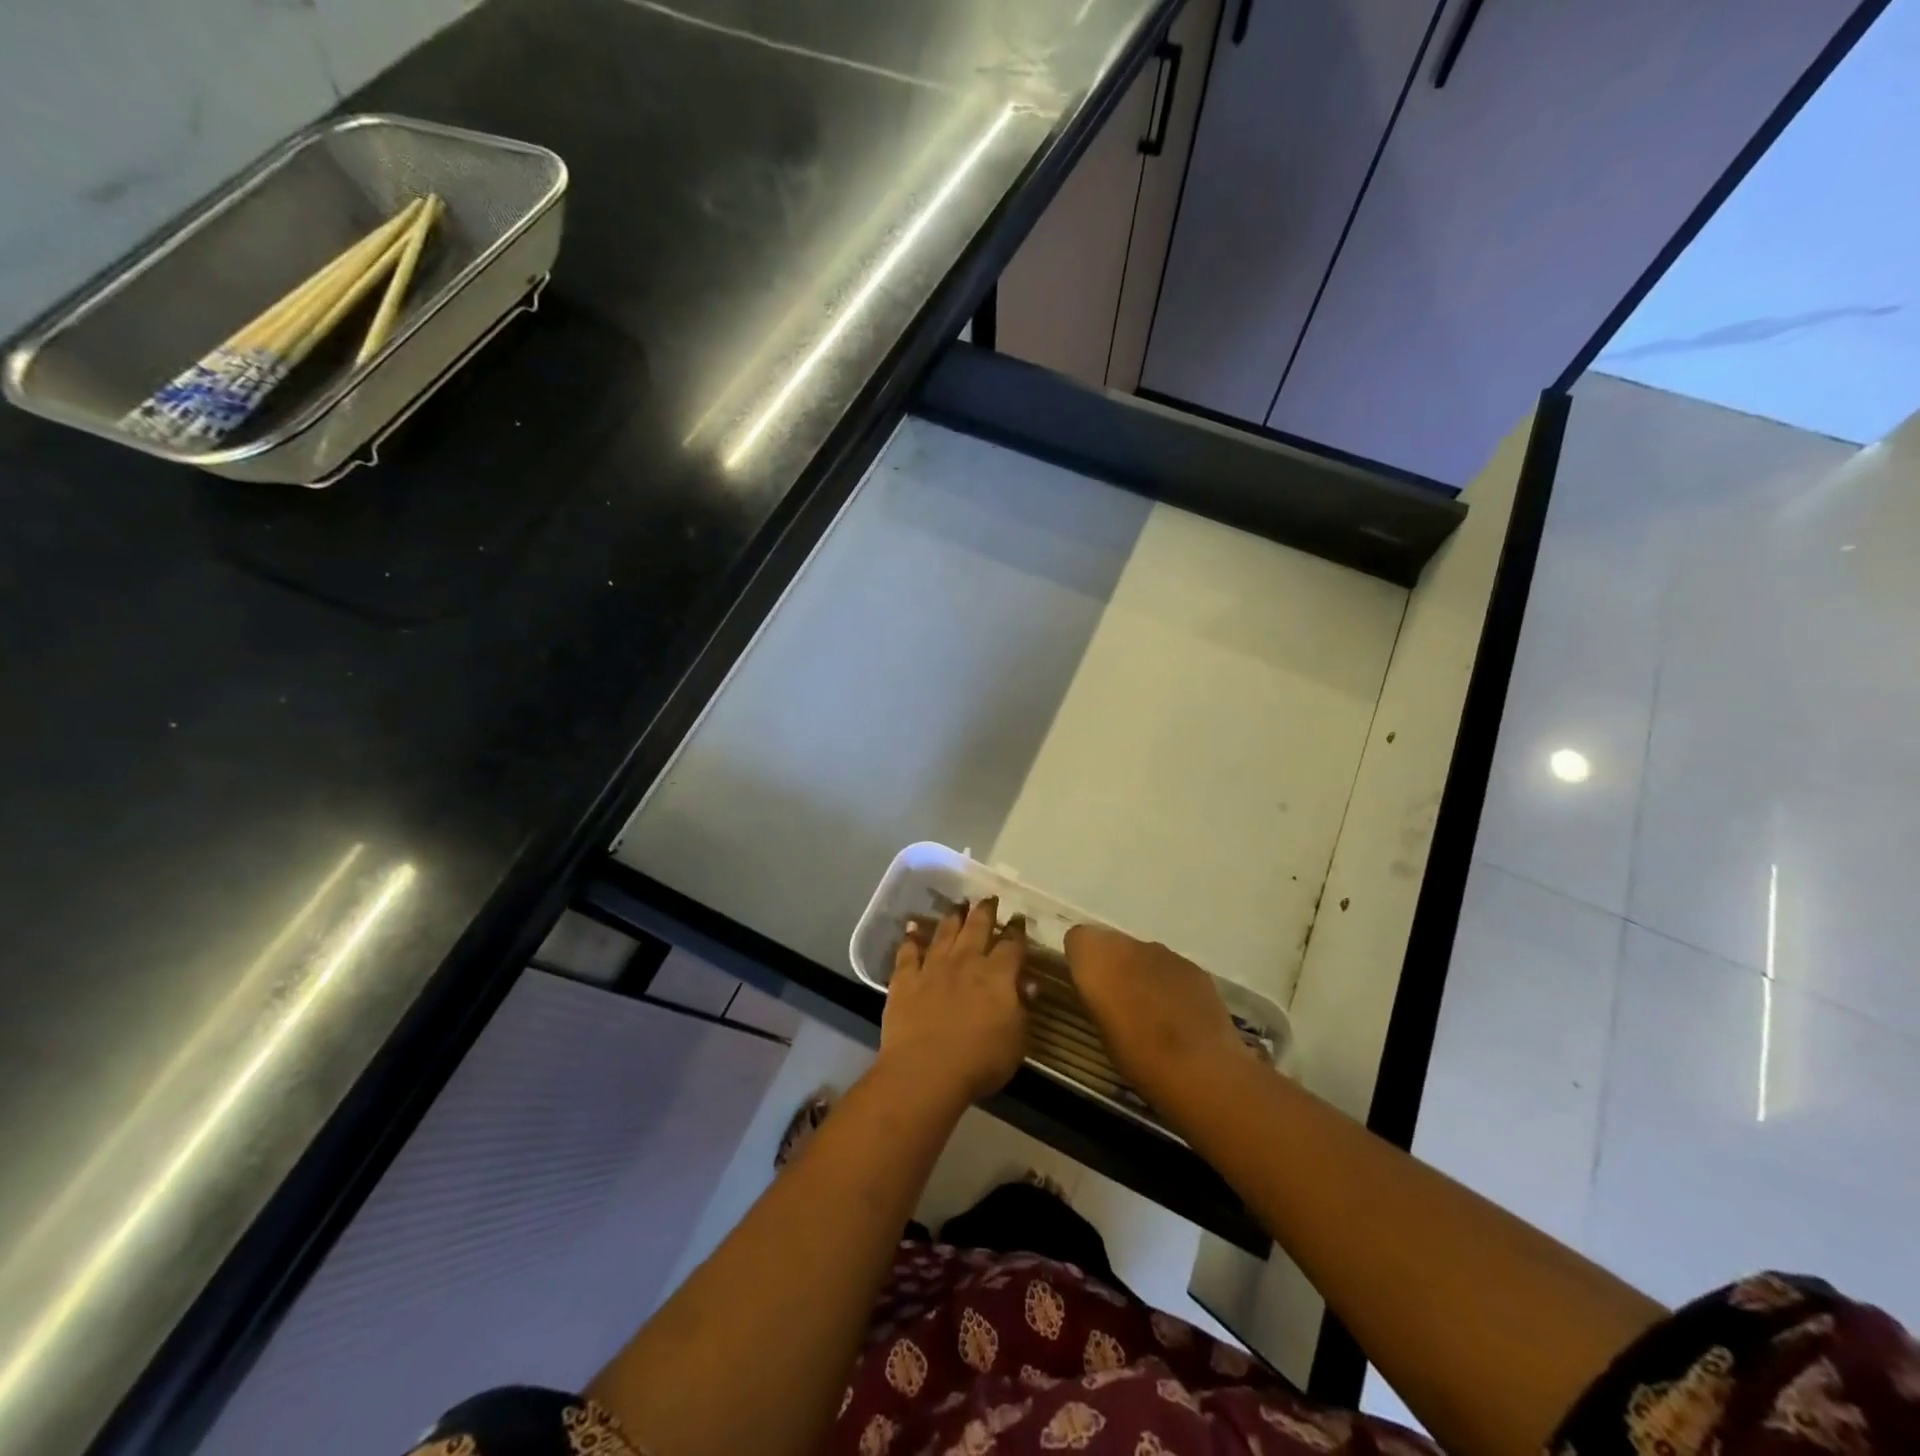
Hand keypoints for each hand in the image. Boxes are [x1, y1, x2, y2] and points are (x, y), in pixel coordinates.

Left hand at [881, 898, 1030, 1105]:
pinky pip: (908, 952)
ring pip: (945, 933)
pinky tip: (912, 928)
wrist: (925, 1070)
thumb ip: (1023, 1008)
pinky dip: (911, 938)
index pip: (1011, 945)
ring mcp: (933, 967)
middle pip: (977, 927)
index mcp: (997, 975)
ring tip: (958, 905)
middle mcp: (965, 961)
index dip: (1017, 931)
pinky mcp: (905, 979)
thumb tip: (1030, 984)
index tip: (1018, 919)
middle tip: (989, 898)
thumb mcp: (1017, 1040)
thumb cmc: (980, 1061)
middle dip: (985, 911)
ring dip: (953, 917)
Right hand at [1063, 925, 1253, 1119]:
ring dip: (1141, 973)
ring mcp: (1164, 952)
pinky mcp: (1193, 966)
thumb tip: (1101, 991)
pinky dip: (1169, 983)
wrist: (1199, 1068)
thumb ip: (1096, 997)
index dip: (1081, 961)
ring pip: (1142, 954)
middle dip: (1112, 965)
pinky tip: (1178, 1016)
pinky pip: (1170, 968)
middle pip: (1112, 943)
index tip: (1088, 988)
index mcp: (1097, 957)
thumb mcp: (1099, 1029)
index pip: (1077, 939)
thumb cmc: (1136, 1055)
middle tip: (1118, 1001)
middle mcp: (1128, 944)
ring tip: (1150, 1013)